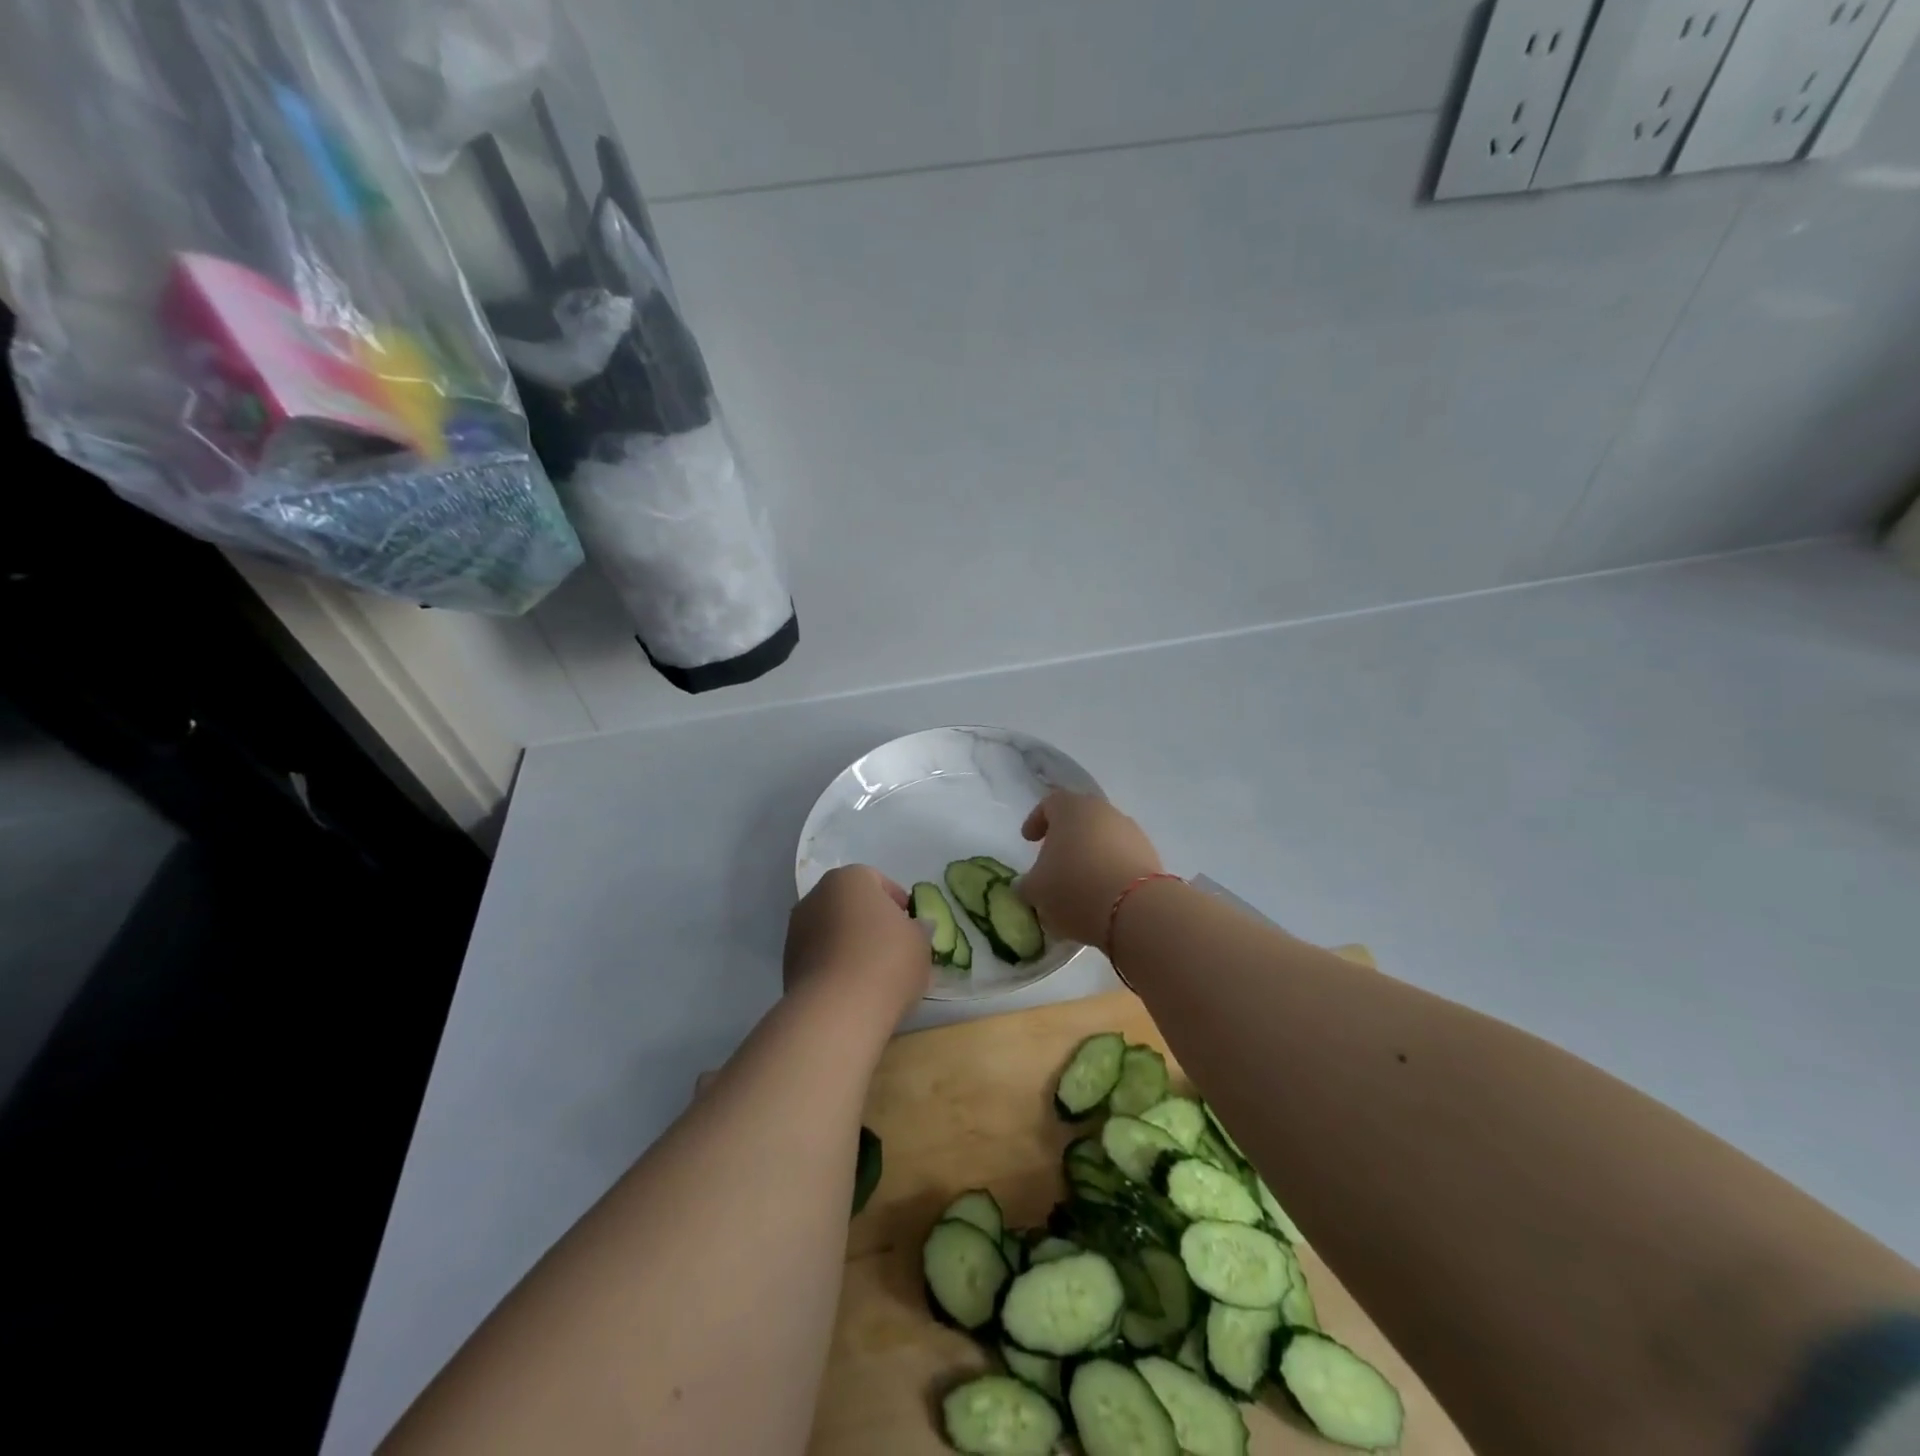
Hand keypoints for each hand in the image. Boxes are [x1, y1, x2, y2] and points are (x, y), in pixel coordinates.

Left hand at [784, 866, 931, 1024]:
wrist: (837, 1011)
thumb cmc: (887, 961)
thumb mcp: (921, 942)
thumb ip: (919, 929)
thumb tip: (916, 928)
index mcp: (850, 878)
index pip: (878, 881)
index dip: (899, 904)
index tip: (912, 928)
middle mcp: (817, 895)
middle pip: (852, 905)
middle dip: (872, 923)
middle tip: (896, 950)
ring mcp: (797, 930)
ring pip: (834, 932)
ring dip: (852, 945)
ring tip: (875, 975)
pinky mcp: (788, 964)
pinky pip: (821, 957)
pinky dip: (836, 967)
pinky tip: (855, 990)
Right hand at [1020, 791, 1163, 948]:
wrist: (1136, 909)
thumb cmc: (1074, 887)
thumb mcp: (1036, 890)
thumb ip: (1027, 884)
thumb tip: (1027, 885)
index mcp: (1071, 808)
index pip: (1049, 804)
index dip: (1036, 820)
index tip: (1028, 840)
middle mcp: (1104, 811)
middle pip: (1080, 819)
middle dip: (1065, 838)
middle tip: (1054, 862)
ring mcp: (1132, 832)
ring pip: (1103, 838)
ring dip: (1090, 855)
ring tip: (1080, 884)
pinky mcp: (1151, 855)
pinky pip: (1122, 858)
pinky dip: (1110, 870)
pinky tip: (1102, 895)